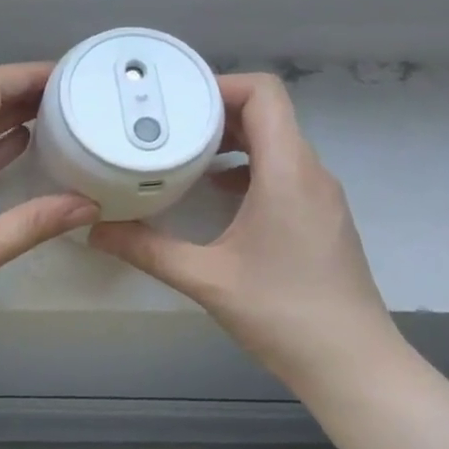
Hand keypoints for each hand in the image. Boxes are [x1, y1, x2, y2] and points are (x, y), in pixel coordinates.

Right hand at [88, 73, 398, 389]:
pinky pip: (284, 171)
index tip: (175, 99)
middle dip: (216, 111)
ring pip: (277, 143)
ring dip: (232, 140)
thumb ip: (147, 249)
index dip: (220, 84)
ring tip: (183, 153)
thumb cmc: (282, 314)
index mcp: (288, 172)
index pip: (264, 94)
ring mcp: (321, 196)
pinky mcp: (321, 218)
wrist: (353, 364)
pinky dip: (247, 167)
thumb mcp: (205, 279)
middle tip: (165, 123)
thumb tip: (95, 230)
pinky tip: (215, 192)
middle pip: (268, 114)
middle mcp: (311, 173)